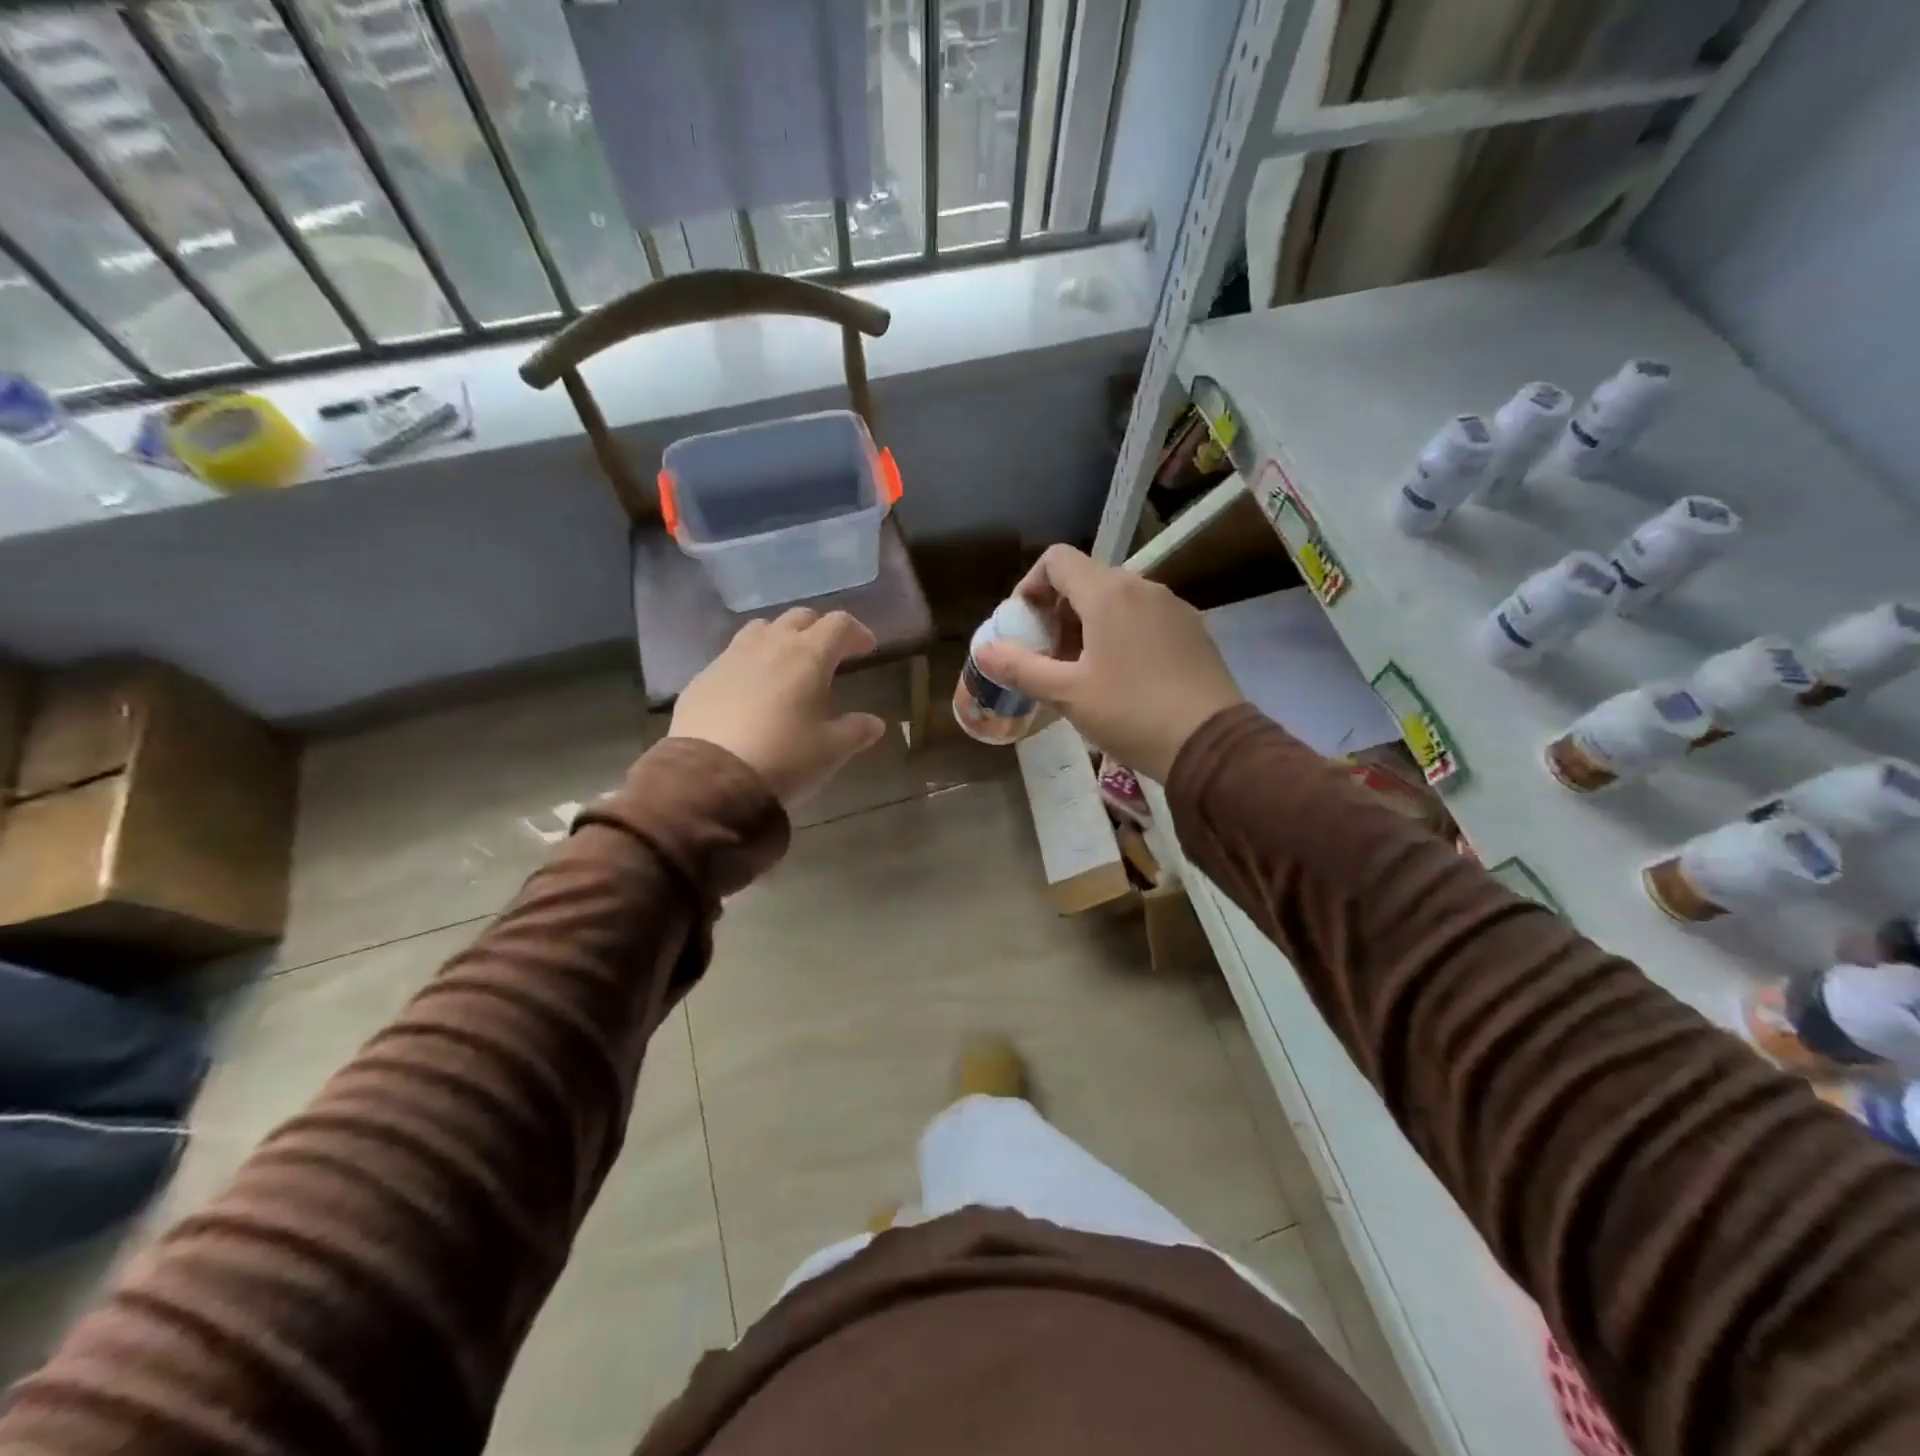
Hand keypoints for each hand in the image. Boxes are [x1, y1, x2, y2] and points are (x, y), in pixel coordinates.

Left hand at [669, 608, 887, 807]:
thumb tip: (875, 723)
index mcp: (808, 656)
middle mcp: (770, 645)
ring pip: (762, 629)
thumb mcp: (831, 750)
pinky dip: (750, 662)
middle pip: (800, 617)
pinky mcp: (703, 677)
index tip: (866, 649)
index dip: (857, 632)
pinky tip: (751, 690)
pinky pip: (733, 655)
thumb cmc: (784, 758)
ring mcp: (731, 657)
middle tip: (829, 654)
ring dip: (781, 638)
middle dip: (819, 630)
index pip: (839, 625)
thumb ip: (856, 731)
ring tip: (787, 664)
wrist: (710, 778)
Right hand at [972, 545, 1243, 781]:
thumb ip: (1020, 668)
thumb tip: (982, 651)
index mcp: (1108, 593)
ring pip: (1117, 600)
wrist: (1211, 744)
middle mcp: (1142, 586)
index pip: (1057, 560)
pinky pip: (1144, 617)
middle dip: (1057, 611)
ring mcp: (1173, 606)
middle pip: (1086, 580)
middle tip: (1047, 655)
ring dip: (1087, 624)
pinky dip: (1120, 633)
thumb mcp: (1067, 694)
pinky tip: (1120, 676)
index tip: (1024, 624)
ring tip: (1080, 670)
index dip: (1030, 585)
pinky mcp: (1192, 630)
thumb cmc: (1131, 713)